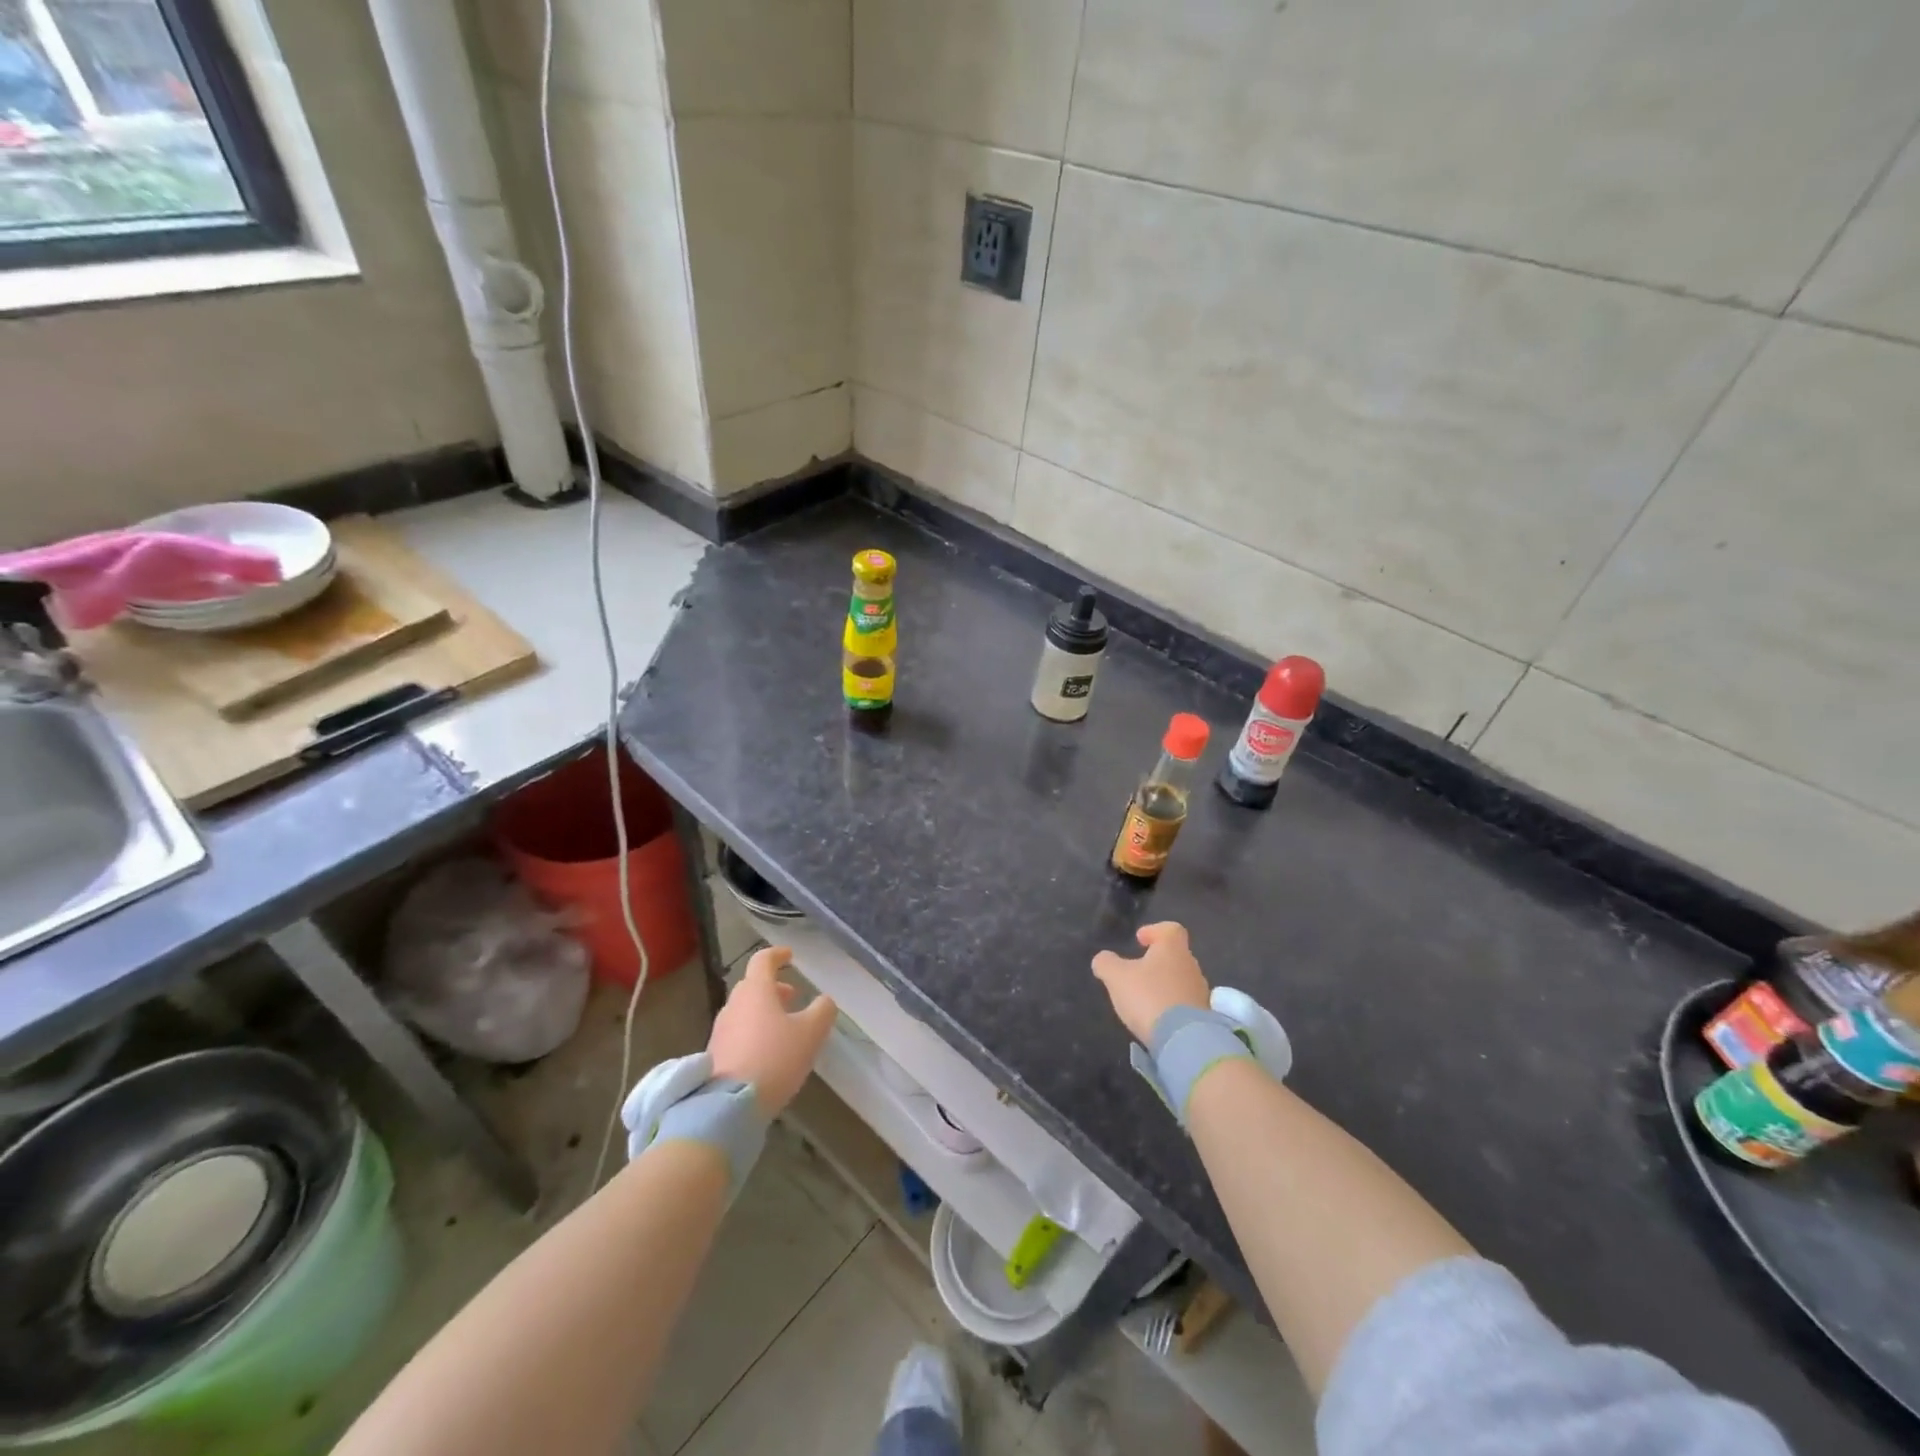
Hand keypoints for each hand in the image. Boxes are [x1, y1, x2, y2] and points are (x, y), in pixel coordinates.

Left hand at [708, 948, 836, 1115]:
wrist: (730, 1106)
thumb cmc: (775, 1058)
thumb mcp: (811, 1033)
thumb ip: (822, 1010)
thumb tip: (824, 1000)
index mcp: (756, 990)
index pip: (763, 960)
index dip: (778, 954)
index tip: (790, 956)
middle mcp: (734, 1005)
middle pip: (752, 986)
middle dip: (773, 987)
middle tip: (792, 997)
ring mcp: (721, 1030)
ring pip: (744, 1010)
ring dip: (763, 1011)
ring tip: (784, 1027)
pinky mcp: (715, 1055)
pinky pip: (737, 1033)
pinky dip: (754, 1032)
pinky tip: (768, 1052)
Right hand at [1091, 922, 1210, 1044]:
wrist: (1184, 1040)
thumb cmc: (1148, 997)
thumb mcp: (1116, 977)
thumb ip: (1106, 963)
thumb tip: (1103, 959)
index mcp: (1173, 949)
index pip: (1170, 929)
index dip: (1154, 931)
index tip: (1140, 940)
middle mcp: (1191, 965)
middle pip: (1175, 955)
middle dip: (1157, 961)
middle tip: (1137, 971)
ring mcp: (1200, 991)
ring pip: (1180, 979)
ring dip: (1164, 984)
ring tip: (1144, 997)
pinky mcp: (1203, 1016)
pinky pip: (1185, 1002)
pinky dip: (1171, 1005)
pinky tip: (1156, 1016)